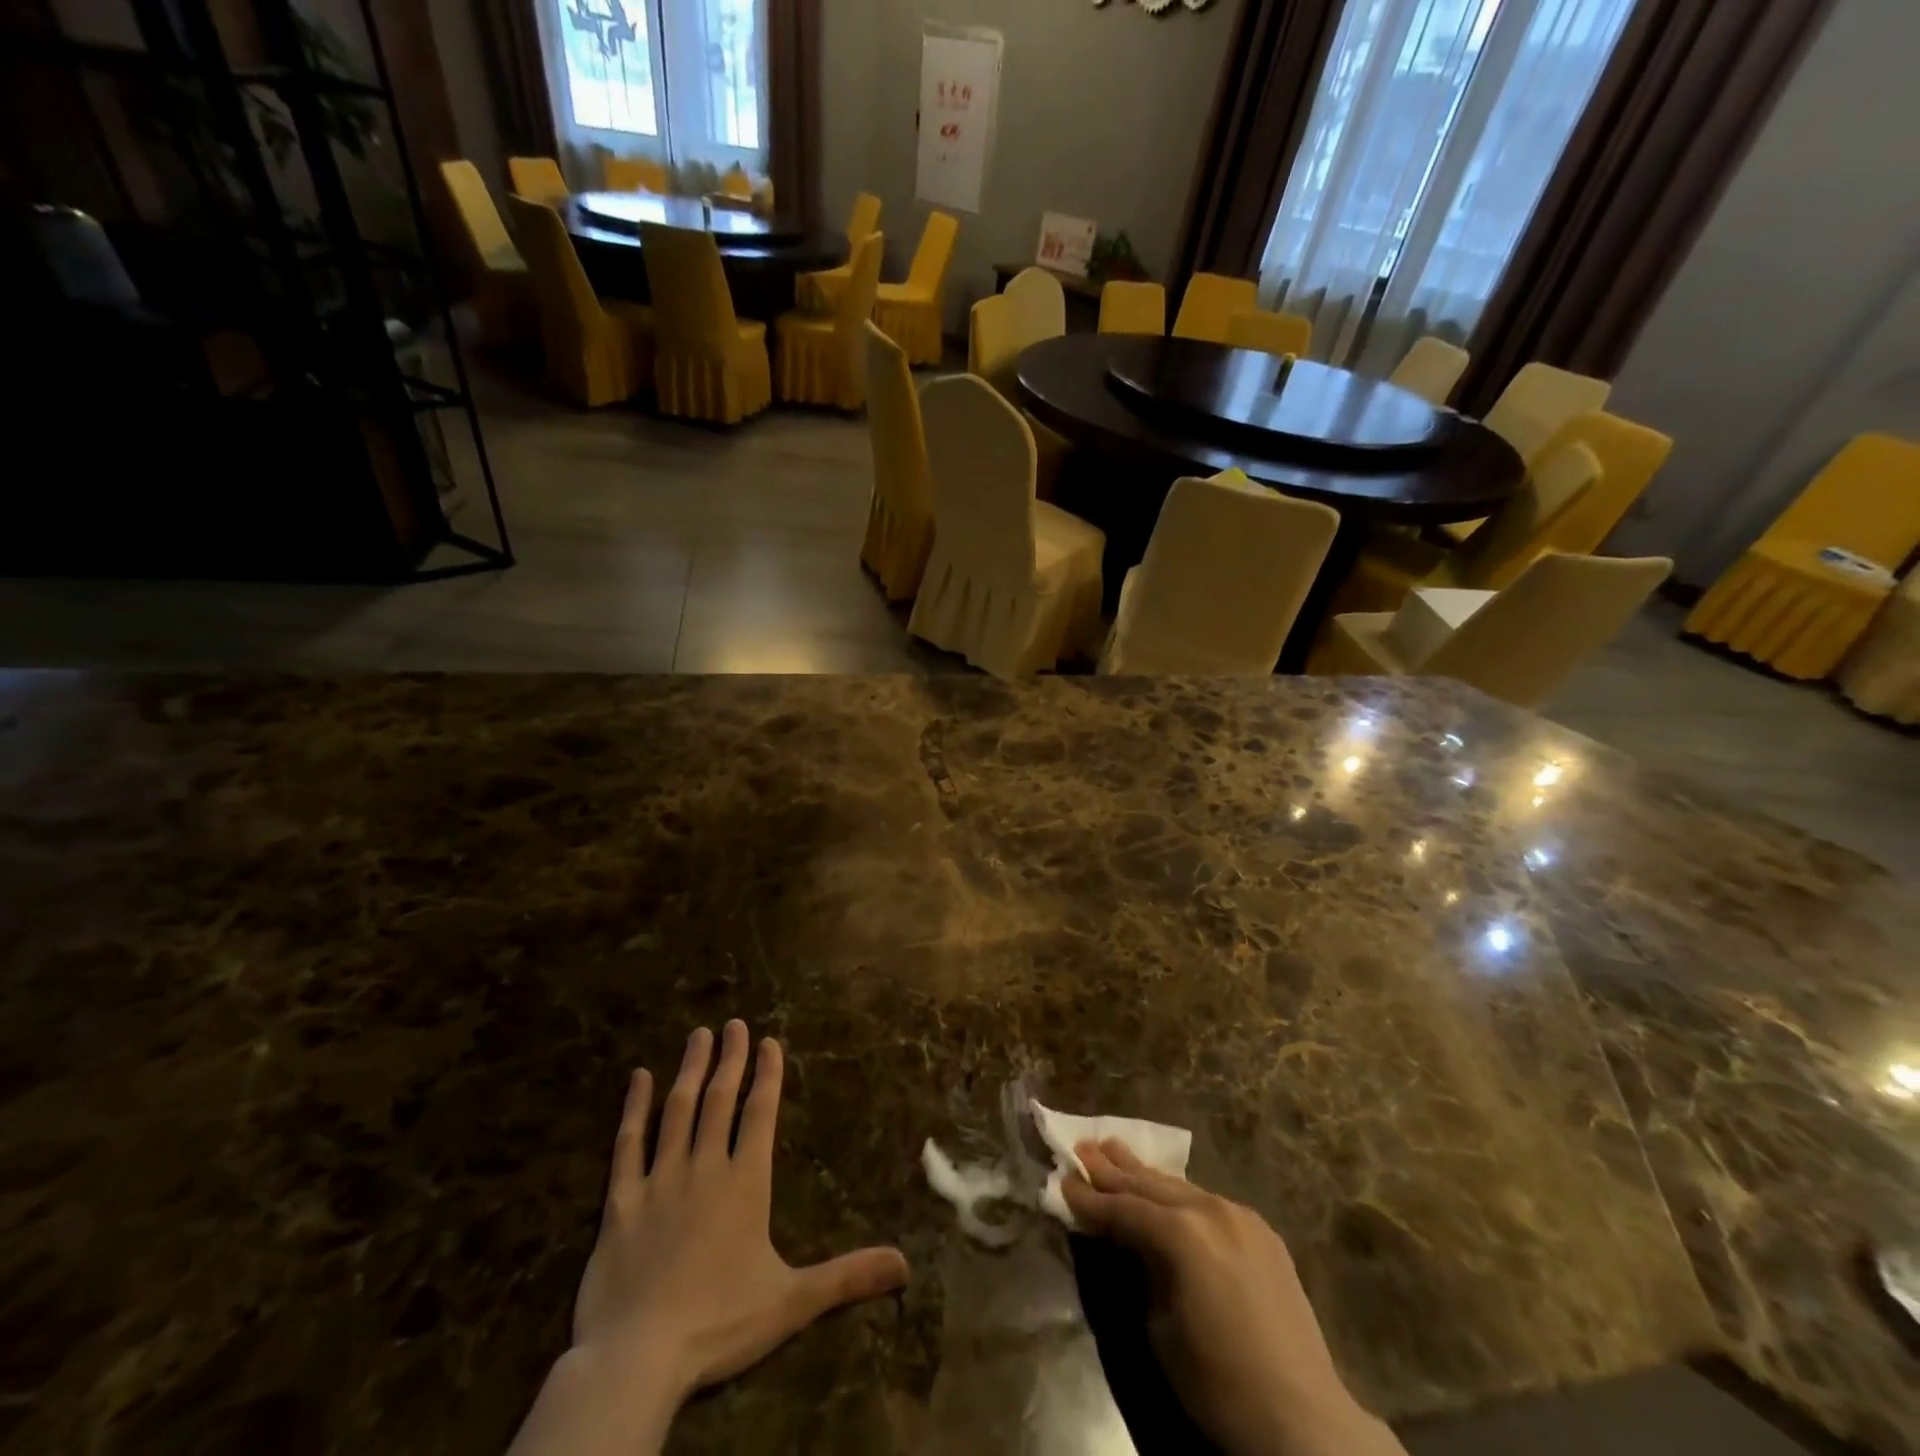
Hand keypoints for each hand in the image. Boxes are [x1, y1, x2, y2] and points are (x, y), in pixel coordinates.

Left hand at [509, 1022, 909, 1455]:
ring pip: (677, 1111)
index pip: (760, 1114)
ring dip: (690, 1070)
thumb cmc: (719, 1325)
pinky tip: (638, 1077)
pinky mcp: (620, 1203)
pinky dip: (633, 1108)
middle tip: (733, 1023)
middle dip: (730, 1059)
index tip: (769, 1040)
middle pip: (720, 1101)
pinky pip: (627, 1145)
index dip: (767, 1075)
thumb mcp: (792, 1302)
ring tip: (698, 1035)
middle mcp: (704, 1169)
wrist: (637, 1360)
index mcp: (745, 1184)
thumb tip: (906, 1264)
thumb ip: (847, 1276)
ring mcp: (659, 1181)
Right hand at [1062, 1141, 1403, 1455]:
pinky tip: (1164, 1190)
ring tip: (1113, 1149)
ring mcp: (1239, 1216)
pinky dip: (1177, 1194)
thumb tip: (1127, 1243)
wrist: (1306, 1422)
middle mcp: (1209, 1210)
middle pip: (1148, 1185)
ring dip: (1144, 1174)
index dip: (1089, 1199)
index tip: (1062, 1180)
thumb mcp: (1159, 1329)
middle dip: (1112, 1169)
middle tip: (1081, 1146)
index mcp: (1180, 1234)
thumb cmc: (1219, 1385)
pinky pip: (1206, 1201)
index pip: (1122, 1209)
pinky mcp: (1260, 1231)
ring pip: (1178, 1186)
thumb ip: (1140, 1270)